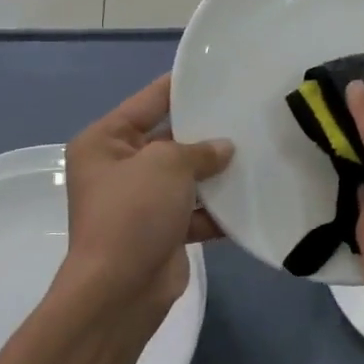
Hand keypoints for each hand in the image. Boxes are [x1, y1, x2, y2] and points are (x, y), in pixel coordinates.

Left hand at [60, 75, 232, 321]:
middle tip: (248, 114)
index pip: (148, 101)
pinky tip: (252, 197)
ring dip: (216, 173)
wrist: (121, 289)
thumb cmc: (133, 213)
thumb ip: (198, 149)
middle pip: (170, 139)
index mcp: (105, 142)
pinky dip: (218, 209)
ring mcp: (141, 202)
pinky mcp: (162, 231)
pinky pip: (195, 210)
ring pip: (186, 177)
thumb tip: (224, 149)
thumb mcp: (166, 164)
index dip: (181, 87)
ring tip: (258, 153)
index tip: (217, 74)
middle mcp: (119, 168)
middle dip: (206, 133)